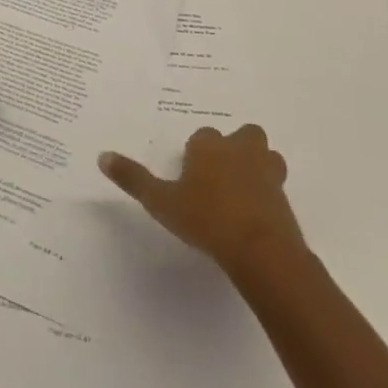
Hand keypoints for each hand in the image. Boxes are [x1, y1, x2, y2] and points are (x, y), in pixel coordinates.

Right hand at [99, 124, 306, 280]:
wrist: (261, 251)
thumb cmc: (205, 219)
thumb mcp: (160, 201)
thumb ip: (133, 178)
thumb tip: (102, 156)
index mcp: (209, 147)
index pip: (202, 136)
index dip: (197, 152)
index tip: (189, 172)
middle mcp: (240, 151)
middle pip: (244, 135)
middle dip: (236, 146)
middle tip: (220, 171)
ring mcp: (268, 174)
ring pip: (267, 156)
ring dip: (258, 164)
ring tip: (241, 188)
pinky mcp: (285, 199)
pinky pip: (277, 186)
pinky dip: (268, 193)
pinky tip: (254, 213)